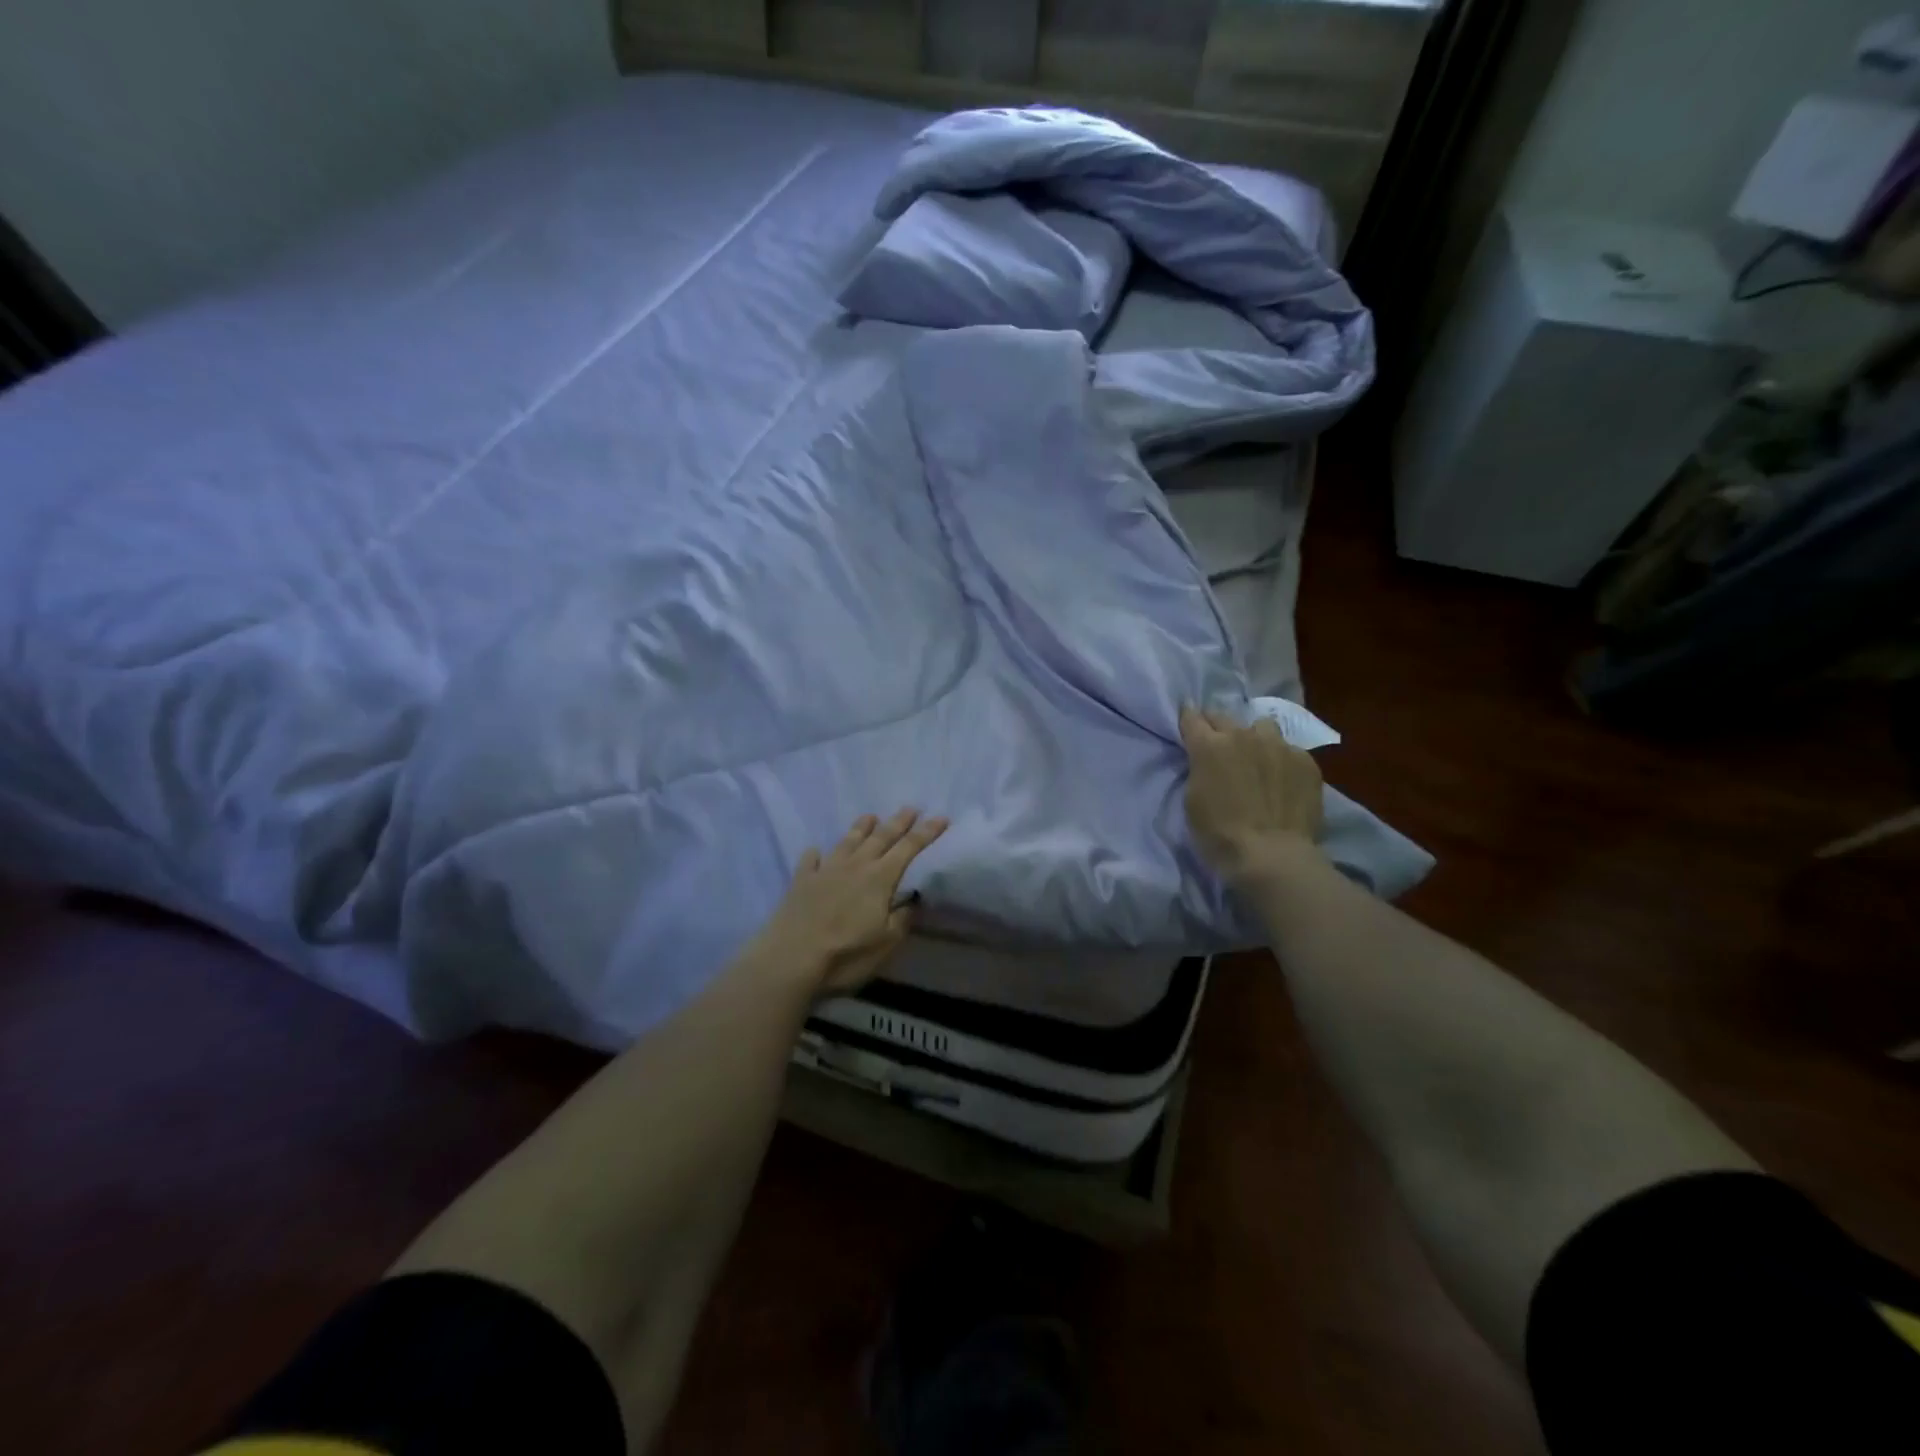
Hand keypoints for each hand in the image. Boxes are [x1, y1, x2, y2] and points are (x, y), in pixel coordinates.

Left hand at [748, 808, 949, 997]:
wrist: (790, 959)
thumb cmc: (846, 953)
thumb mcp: (886, 942)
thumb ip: (902, 918)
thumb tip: (913, 899)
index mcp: (880, 878)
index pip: (909, 848)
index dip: (927, 833)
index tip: (941, 818)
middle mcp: (855, 866)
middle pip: (881, 837)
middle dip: (898, 822)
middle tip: (911, 808)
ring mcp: (825, 870)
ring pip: (848, 841)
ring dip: (861, 828)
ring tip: (871, 816)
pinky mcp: (801, 881)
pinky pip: (811, 860)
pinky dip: (816, 854)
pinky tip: (817, 851)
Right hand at [1180, 706, 1324, 885]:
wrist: (1272, 856)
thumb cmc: (1219, 834)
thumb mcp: (1193, 799)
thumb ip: (1199, 769)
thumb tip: (1207, 761)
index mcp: (1209, 745)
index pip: (1191, 717)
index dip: (1187, 718)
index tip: (1188, 722)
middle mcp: (1243, 735)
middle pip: (1224, 717)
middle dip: (1217, 727)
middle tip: (1218, 746)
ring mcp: (1279, 745)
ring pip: (1262, 727)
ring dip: (1254, 738)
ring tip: (1257, 758)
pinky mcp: (1306, 761)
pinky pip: (1289, 750)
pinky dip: (1281, 760)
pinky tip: (1283, 781)